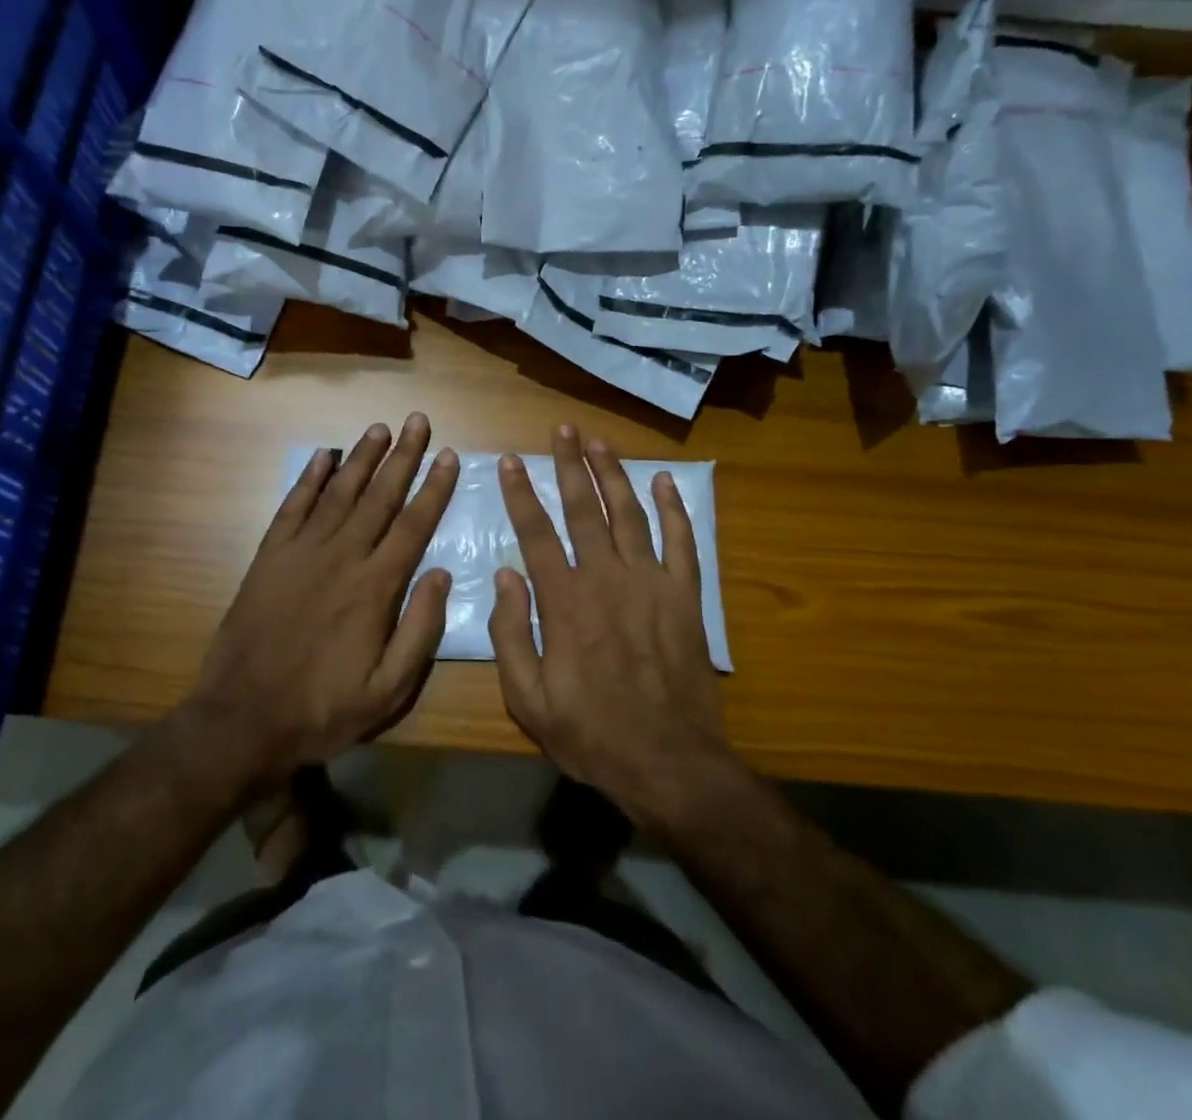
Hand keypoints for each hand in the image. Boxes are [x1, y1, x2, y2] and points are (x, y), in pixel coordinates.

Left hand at [183, 413, 458, 792]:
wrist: (242, 720)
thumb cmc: (323, 709)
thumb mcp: (388, 690)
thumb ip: (420, 630)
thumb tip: (442, 574)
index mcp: (375, 587)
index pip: (414, 525)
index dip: (434, 487)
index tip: (449, 455)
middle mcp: (342, 557)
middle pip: (380, 496)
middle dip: (403, 456)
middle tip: (418, 420)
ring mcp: (301, 552)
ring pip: (339, 492)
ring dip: (362, 458)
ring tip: (381, 428)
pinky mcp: (269, 557)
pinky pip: (293, 507)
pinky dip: (309, 479)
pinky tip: (323, 456)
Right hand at [488, 426, 736, 828]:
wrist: (669, 763)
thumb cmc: (591, 734)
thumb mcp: (528, 699)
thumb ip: (512, 633)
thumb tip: (507, 574)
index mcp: (565, 601)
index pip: (537, 532)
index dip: (522, 493)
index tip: (512, 460)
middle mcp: (606, 578)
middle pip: (584, 509)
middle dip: (570, 465)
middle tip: (562, 430)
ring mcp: (651, 583)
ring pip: (629, 514)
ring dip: (614, 475)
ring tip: (600, 442)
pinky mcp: (684, 596)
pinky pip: (682, 542)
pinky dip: (674, 510)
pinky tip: (664, 482)